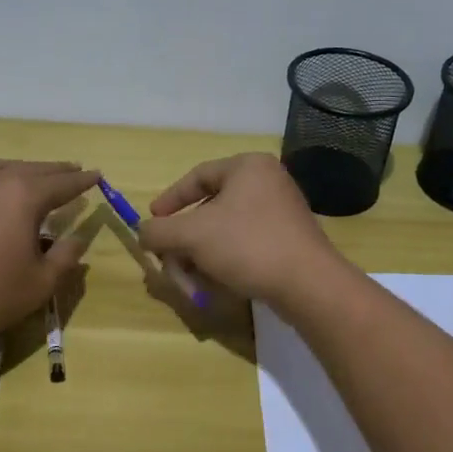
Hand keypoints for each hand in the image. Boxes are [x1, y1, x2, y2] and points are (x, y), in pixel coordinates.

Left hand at [0, 159, 97, 339]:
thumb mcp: (40, 283)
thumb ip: (65, 257)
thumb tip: (79, 238)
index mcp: (24, 195)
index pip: (62, 183)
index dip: (82, 180)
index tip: (97, 175)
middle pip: (32, 169)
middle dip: (55, 170)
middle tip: (72, 169)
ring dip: (19, 169)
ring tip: (30, 175)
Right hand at [136, 154, 342, 304]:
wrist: (308, 284)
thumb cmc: (247, 245)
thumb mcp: (192, 235)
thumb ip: (159, 231)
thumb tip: (143, 233)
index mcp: (247, 167)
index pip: (197, 176)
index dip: (170, 200)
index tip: (153, 223)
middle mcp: (267, 181)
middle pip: (210, 207)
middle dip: (184, 239)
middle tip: (170, 261)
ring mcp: (281, 211)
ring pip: (226, 230)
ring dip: (201, 255)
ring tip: (191, 281)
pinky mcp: (289, 239)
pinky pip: (246, 244)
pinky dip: (225, 261)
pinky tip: (216, 284)